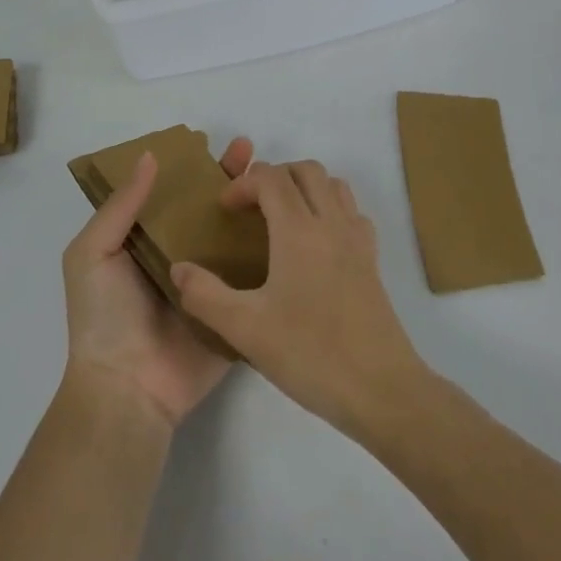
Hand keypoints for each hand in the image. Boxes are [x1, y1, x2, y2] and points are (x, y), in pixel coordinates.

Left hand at [62, 136, 254, 427]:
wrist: (129, 388)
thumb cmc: (103, 316)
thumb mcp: (92, 253)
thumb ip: (120, 207)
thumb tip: (150, 156)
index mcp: (144, 241)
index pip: (170, 194)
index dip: (188, 167)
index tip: (210, 142)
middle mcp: (179, 255)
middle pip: (206, 208)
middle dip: (226, 178)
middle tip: (249, 150)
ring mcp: (209, 280)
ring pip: (233, 234)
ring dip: (252, 206)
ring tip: (274, 178)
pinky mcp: (233, 306)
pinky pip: (253, 273)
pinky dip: (270, 249)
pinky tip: (292, 222)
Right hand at [170, 160, 425, 436]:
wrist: (382, 390)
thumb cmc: (311, 354)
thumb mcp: (245, 329)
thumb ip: (205, 295)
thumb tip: (178, 269)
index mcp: (299, 231)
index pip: (271, 178)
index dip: (243, 183)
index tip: (224, 210)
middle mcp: (331, 224)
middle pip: (306, 170)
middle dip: (274, 176)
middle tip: (251, 207)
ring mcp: (357, 241)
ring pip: (334, 186)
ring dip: (305, 188)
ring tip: (282, 219)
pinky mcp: (372, 262)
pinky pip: (352, 213)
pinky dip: (331, 210)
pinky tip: (316, 245)